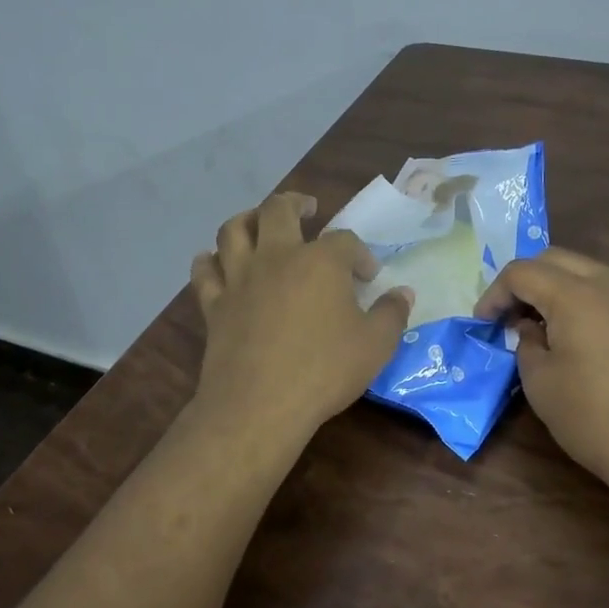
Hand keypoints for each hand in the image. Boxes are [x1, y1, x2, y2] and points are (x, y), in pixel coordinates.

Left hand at [190, 191, 414, 445]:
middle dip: (296, 203)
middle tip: (307, 208)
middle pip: (279, 210)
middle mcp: (276, 257)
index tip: (368, 276)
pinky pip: (205, 272)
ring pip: (233, 230)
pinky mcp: (215, 304)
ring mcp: (240, 278)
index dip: (360, 254)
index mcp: (320, 261)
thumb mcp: (375, 345)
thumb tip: (403, 293)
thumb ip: (392, 314)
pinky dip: (208, 261)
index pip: (345, 241)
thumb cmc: (324, 371)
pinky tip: (213, 261)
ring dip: (247, 219)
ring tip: (258, 223)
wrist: (259, 404)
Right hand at [475, 248, 608, 500]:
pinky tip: (578, 335)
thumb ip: (527, 344)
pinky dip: (585, 301)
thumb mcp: (540, 383)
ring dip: (557, 288)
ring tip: (542, 324)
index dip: (495, 294)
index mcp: (575, 295)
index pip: (522, 272)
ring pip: (587, 271)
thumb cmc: (594, 417)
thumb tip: (531, 328)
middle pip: (555, 259)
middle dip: (525, 281)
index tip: (483, 323)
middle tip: (510, 315)